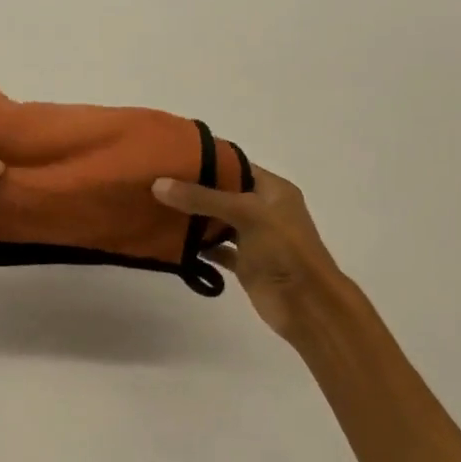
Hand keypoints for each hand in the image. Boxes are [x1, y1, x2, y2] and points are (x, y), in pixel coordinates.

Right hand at [153, 167, 345, 341]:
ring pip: (217, 222)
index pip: (235, 166)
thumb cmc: (284, 250)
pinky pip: (216, 249)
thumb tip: (158, 184)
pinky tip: (171, 243)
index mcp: (272, 190)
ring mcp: (254, 238)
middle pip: (222, 194)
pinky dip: (197, 247)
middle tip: (155, 183)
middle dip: (192, 190)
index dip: (206, 160)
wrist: (305, 303)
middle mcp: (263, 210)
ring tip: (156, 208)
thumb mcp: (245, 213)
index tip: (170, 158)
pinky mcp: (244, 263)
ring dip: (192, 219)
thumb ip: (202, 198)